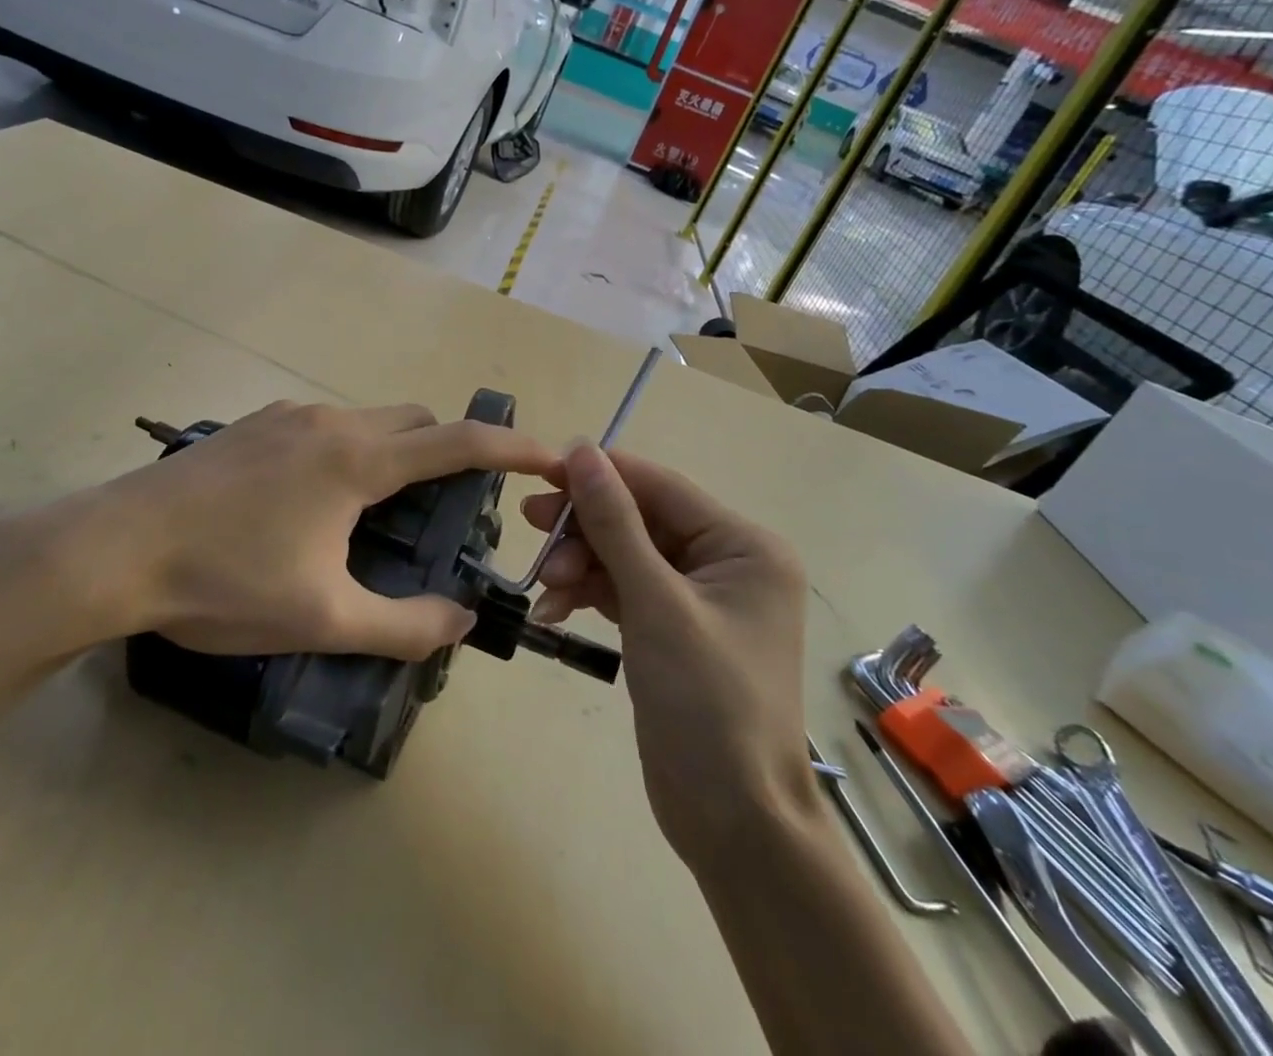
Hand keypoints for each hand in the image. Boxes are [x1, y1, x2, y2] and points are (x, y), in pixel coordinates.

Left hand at [23, 401, 554, 660]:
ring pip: (368, 422)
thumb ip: (404, 624)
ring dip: (394, 455)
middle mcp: (329, 421)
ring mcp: (286, 416)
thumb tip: (462, 619)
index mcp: (357, 459)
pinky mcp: (253, 425)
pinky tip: (315, 505)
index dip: (511, 447)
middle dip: (447, 454)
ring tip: (380, 517)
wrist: (112, 550)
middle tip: (448, 512)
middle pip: (416, 422)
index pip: (457, 442)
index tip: (550, 455)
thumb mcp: (324, 618)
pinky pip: (325, 428)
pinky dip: (350, 452)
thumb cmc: (223, 583)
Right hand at [522, 444, 811, 867]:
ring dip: (582, 564)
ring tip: (544, 582)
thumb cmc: (706, 703)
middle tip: (530, 522)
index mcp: (743, 545)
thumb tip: (581, 450)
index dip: (600, 474)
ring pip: (627, 555)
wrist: (734, 822)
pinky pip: (626, 591)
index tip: (541, 470)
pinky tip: (553, 609)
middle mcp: (727, 562)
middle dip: (586, 526)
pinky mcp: (673, 629)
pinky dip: (590, 595)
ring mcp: (699, 598)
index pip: (660, 487)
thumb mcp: (655, 603)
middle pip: (641, 520)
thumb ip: (615, 522)